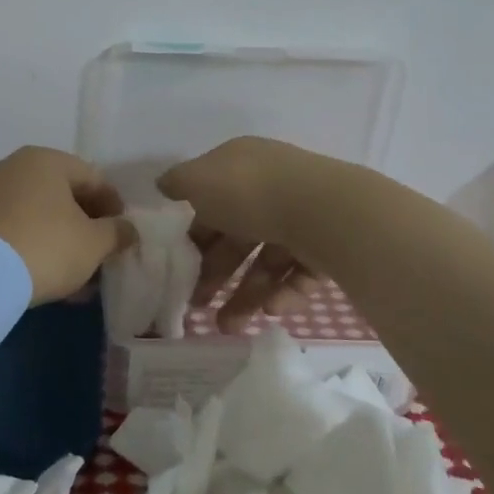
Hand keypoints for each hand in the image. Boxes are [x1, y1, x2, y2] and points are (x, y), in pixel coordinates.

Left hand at [0, 147, 132, 304]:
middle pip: (62, 195)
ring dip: (60, 241)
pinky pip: (13, 230)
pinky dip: (34, 247)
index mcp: (45, 160)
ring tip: (76, 276)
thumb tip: (128, 229)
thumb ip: (116, 232)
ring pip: (37, 215)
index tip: (123, 234)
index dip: (113, 206)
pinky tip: (46, 277)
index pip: (92, 178)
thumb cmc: (46, 246)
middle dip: (85, 226)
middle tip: (100, 255)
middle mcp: (13, 167)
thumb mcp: (93, 243)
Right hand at [158, 137, 323, 331]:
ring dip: (246, 295)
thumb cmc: (250, 192)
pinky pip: (299, 274)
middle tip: (199, 307)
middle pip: (239, 236)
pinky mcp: (329, 247)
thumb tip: (164, 184)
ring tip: (228, 327)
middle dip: (216, 274)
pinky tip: (271, 310)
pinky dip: (283, 293)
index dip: (194, 235)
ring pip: (268, 261)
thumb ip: (178, 183)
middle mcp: (273, 188)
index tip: (180, 267)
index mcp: (242, 166)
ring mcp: (304, 218)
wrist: (325, 211)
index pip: (212, 202)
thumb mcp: (199, 180)